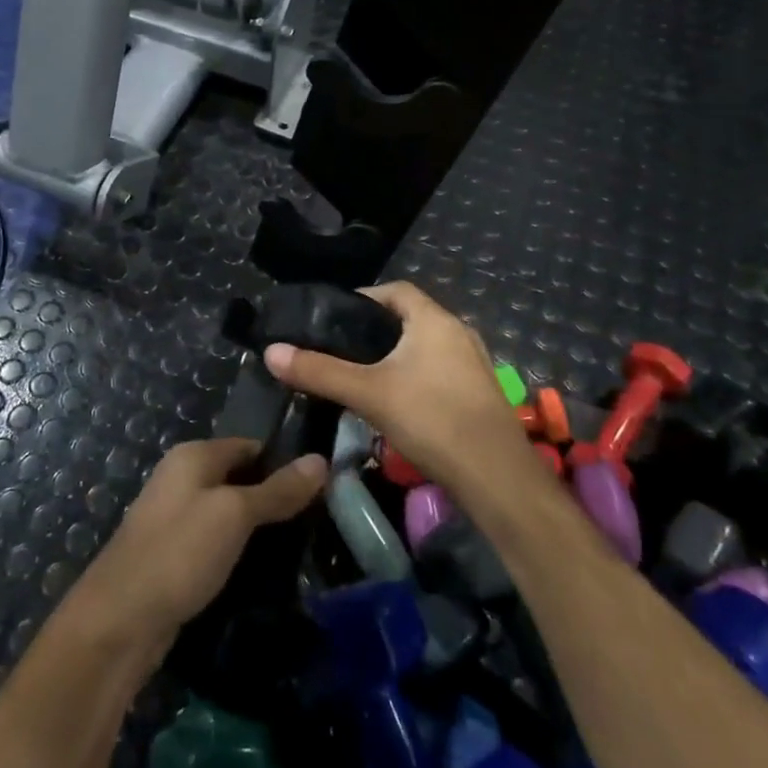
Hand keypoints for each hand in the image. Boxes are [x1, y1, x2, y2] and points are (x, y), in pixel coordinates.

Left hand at [74, 438, 327, 656]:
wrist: (119, 621)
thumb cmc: (179, 553)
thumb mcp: (235, 515)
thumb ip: (277, 490)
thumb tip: (321, 460)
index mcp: (192, 456)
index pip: (251, 446)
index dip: (285, 462)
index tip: (323, 487)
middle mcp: (181, 478)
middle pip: (239, 478)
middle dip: (274, 498)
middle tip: (318, 521)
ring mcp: (174, 518)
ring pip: (228, 514)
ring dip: (257, 529)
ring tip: (300, 548)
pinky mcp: (173, 556)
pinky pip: (215, 543)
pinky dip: (237, 552)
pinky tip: (262, 572)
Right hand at [264, 282, 534, 500]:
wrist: (497, 477)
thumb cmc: (431, 419)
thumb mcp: (367, 393)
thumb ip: (319, 370)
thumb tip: (271, 351)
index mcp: (434, 320)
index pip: (395, 291)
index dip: (363, 298)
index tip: (333, 317)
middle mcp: (459, 332)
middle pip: (410, 318)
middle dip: (375, 330)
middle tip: (340, 349)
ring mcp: (474, 364)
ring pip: (425, 347)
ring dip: (396, 355)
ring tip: (362, 375)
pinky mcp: (479, 394)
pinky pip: (439, 371)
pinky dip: (415, 376)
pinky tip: (397, 403)